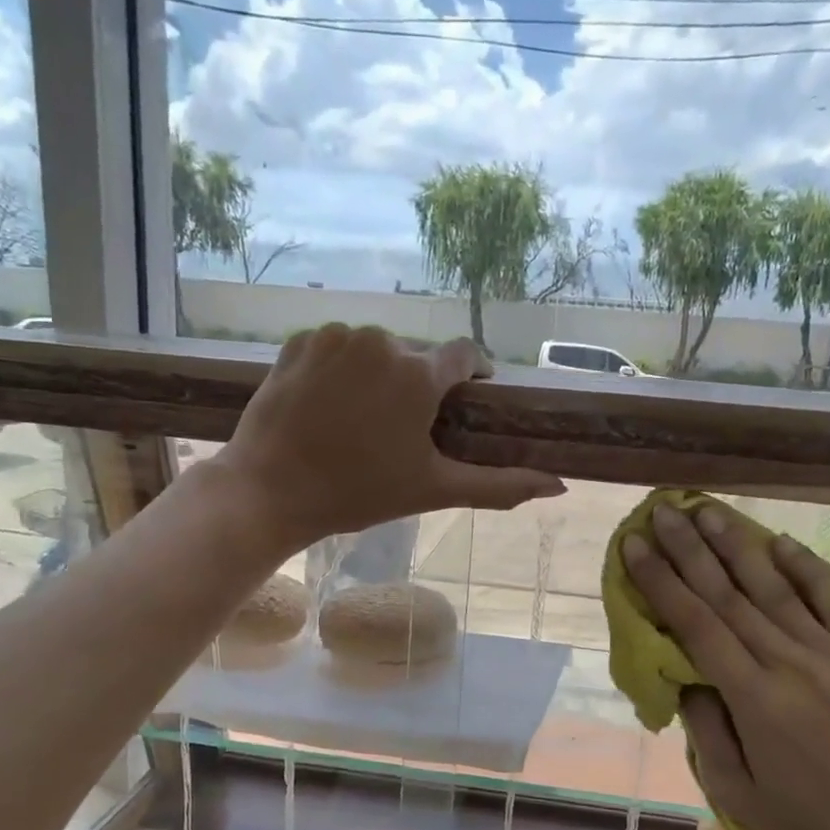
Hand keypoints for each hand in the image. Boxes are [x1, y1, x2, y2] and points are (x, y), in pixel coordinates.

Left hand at [219, 325, 564, 550]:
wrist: (269, 489)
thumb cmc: (358, 493)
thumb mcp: (433, 489)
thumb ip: (499, 485)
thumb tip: (559, 487)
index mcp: (418, 374)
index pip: (465, 355)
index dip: (473, 374)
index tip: (469, 395)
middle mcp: (381, 341)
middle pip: (417, 358)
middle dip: (418, 386)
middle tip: (402, 430)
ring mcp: (336, 337)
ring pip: (376, 350)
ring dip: (378, 376)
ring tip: (362, 420)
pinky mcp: (299, 341)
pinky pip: (336, 347)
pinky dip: (340, 369)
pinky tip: (329, 405)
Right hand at [623, 502, 829, 829]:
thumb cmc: (805, 814)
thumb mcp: (735, 789)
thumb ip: (705, 730)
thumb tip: (685, 677)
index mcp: (754, 698)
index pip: (696, 625)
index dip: (662, 581)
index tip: (635, 546)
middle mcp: (790, 663)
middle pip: (729, 595)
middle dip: (689, 549)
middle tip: (664, 511)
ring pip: (774, 588)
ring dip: (737, 546)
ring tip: (709, 511)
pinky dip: (806, 569)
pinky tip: (780, 542)